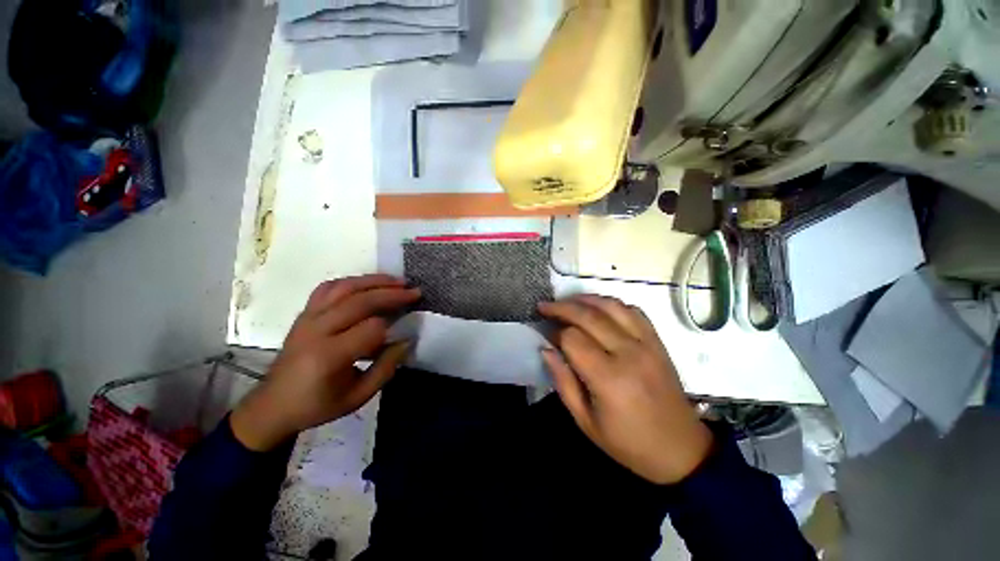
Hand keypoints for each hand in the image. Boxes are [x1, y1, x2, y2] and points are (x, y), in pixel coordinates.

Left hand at [231, 275, 420, 450]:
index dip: (392, 326)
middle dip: (392, 294)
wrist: (273, 405)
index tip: (404, 331)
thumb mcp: (358, 397)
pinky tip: (367, 284)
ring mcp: (307, 318)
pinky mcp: (304, 313)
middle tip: (415, 292)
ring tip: (397, 281)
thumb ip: (386, 368)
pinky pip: (328, 288)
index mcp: (329, 356)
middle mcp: (316, 330)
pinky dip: (352, 282)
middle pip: (360, 301)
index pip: (370, 328)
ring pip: (344, 287)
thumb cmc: (317, 405)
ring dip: (374, 281)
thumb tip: (407, 340)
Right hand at [538, 295, 712, 484]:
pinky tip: (598, 309)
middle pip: (589, 315)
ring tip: (567, 302)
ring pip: (611, 305)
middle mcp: (629, 353)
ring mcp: (647, 343)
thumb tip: (545, 349)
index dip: (555, 333)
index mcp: (609, 378)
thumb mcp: (585, 421)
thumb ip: (562, 381)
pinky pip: (633, 310)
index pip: (573, 338)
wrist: (681, 449)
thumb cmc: (628, 442)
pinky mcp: (657, 341)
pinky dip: (611, 304)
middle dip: (562, 307)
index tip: (546, 336)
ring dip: (585, 299)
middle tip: (545, 306)